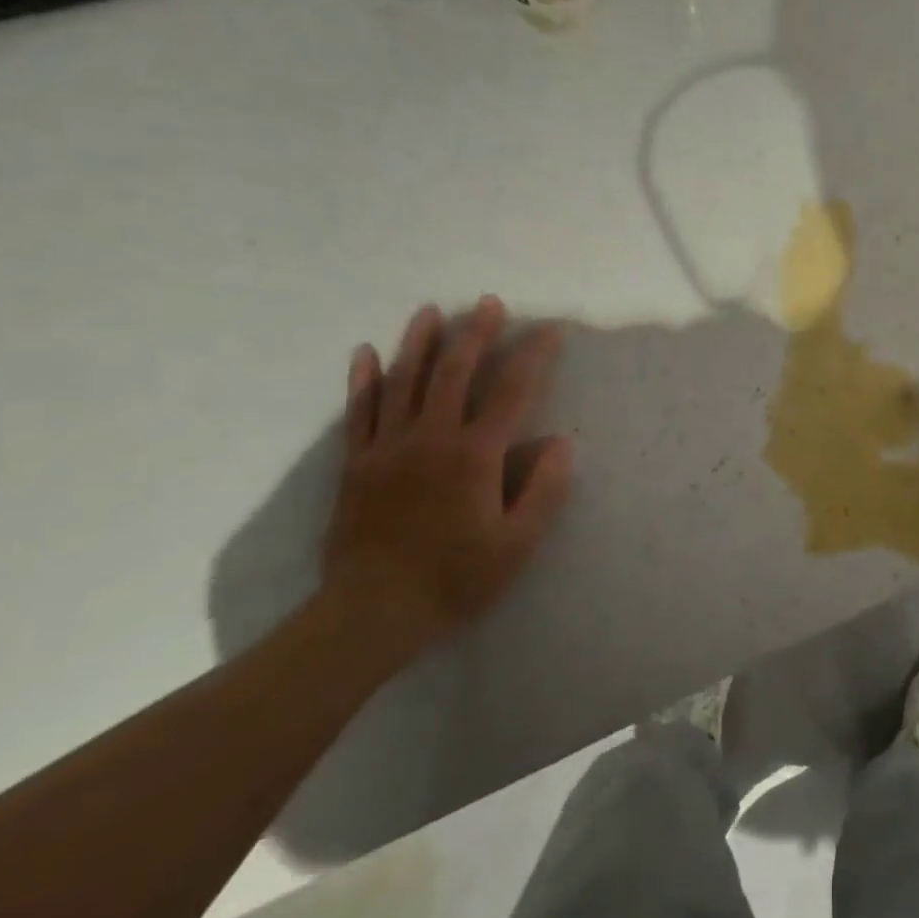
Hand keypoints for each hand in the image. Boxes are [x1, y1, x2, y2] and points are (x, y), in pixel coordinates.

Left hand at [320, 296, 572, 659]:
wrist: (370, 613)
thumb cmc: (454, 579)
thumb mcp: (517, 544)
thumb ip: (544, 490)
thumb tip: (561, 443)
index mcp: (475, 456)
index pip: (512, 393)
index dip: (534, 357)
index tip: (551, 330)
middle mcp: (430, 439)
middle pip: (454, 373)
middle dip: (475, 334)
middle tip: (489, 304)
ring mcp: (387, 448)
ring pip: (403, 382)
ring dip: (419, 343)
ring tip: (431, 311)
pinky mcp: (357, 464)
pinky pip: (359, 411)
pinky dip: (364, 379)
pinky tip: (367, 353)